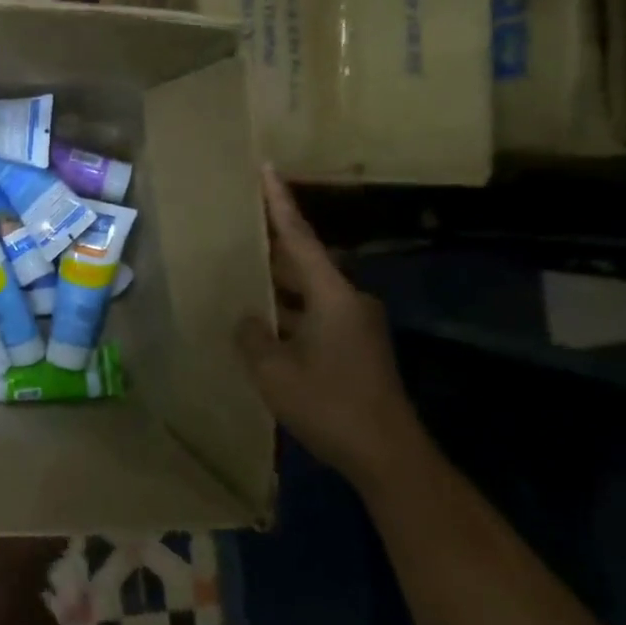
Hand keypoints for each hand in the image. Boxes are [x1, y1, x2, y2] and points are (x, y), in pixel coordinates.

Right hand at [236, 166, 426, 493]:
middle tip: (237, 222)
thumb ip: (252, 336)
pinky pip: (313, 313)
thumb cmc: (329, 405)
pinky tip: (261, 319)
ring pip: (308, 290)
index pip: (299, 238)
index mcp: (332, 296)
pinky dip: (287, 309)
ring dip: (277, 281)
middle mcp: (348, 301)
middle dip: (270, 243)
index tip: (266, 168)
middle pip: (304, 261)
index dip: (279, 203)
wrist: (388, 456)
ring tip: (240, 268)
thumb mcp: (273, 371)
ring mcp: (355, 325)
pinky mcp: (354, 347)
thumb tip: (247, 319)